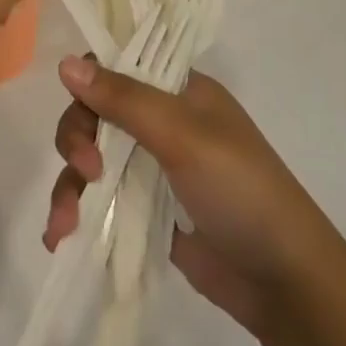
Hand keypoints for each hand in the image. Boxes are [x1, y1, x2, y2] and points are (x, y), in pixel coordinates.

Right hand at [44, 56, 335, 337]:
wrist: (284, 282)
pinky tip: (61, 237)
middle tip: (86, 172)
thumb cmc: (240, 190)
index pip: (117, 66)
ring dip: (69, 186)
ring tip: (64, 225)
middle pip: (95, 114)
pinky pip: (99, 200)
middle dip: (77, 141)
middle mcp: (162, 122)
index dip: (90, 84)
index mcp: (178, 90)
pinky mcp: (146, 211)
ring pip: (90, 159)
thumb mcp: (183, 135)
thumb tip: (64, 63)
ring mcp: (152, 168)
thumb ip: (123, 99)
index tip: (83, 112)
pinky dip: (77, 213)